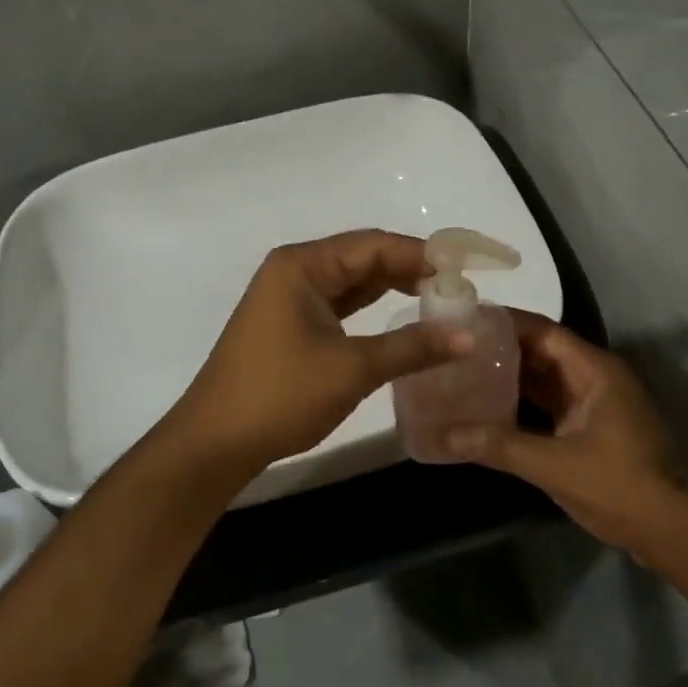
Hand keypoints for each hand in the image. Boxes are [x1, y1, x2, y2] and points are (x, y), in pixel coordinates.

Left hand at [165, 230, 472, 473]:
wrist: (217, 441)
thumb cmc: (281, 395)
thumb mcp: (352, 369)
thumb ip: (412, 346)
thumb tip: (470, 335)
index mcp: (302, 265)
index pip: (373, 245)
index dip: (421, 254)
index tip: (466, 268)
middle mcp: (295, 270)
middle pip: (363, 257)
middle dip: (410, 269)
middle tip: (459, 286)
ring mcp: (290, 297)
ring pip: (353, 281)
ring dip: (393, 287)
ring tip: (441, 297)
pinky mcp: (292, 323)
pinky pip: (340, 303)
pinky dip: (372, 307)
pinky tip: (403, 314)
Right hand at [446, 312, 687, 560]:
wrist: (676, 533)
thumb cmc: (622, 486)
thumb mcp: (556, 465)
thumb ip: (500, 446)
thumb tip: (443, 434)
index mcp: (594, 369)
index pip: (542, 330)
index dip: (503, 321)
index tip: (463, 319)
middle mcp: (594, 377)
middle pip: (540, 351)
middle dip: (500, 348)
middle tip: (453, 346)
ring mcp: (594, 403)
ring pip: (544, 378)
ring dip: (508, 376)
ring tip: (462, 371)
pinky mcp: (591, 428)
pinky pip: (549, 403)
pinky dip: (521, 403)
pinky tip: (488, 409)